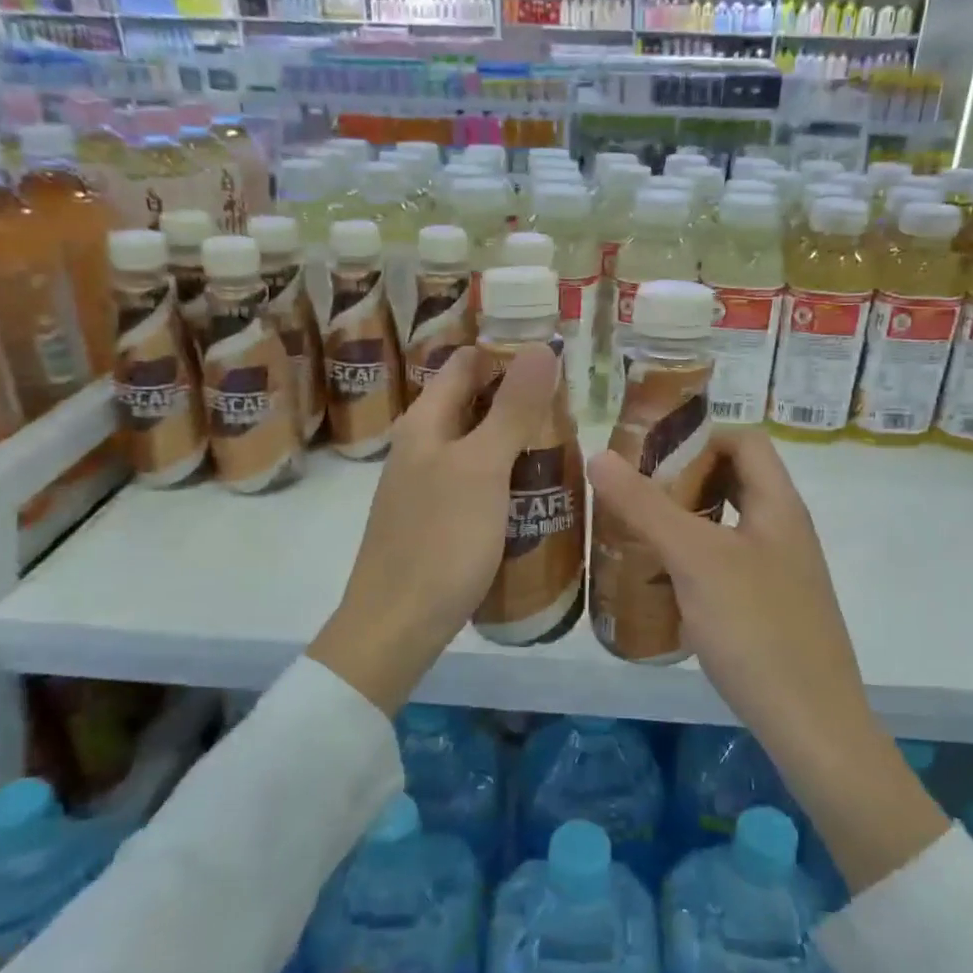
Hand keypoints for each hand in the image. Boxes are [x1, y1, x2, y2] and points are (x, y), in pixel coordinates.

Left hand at [310, 343, 559, 712]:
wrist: (396, 626)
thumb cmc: (439, 540)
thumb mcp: (482, 468)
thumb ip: (512, 409)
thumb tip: (539, 346)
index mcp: (424, 423)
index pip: (465, 364)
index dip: (506, 353)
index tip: (557, 354)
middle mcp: (422, 447)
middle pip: (474, 404)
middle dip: (520, 398)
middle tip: (576, 401)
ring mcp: (428, 487)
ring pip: (478, 446)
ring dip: (517, 439)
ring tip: (569, 442)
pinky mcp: (439, 522)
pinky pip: (478, 484)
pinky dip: (507, 477)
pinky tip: (537, 492)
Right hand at [587, 429, 948, 891]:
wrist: (811, 724)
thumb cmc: (756, 627)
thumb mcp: (695, 559)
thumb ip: (647, 506)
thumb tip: (600, 454)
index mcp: (778, 505)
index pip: (744, 441)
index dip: (700, 436)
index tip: (649, 454)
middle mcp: (783, 531)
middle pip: (733, 482)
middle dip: (682, 481)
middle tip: (631, 494)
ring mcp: (778, 572)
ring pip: (725, 527)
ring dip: (682, 523)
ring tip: (633, 535)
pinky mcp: (767, 609)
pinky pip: (724, 567)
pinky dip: (691, 563)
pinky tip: (658, 586)